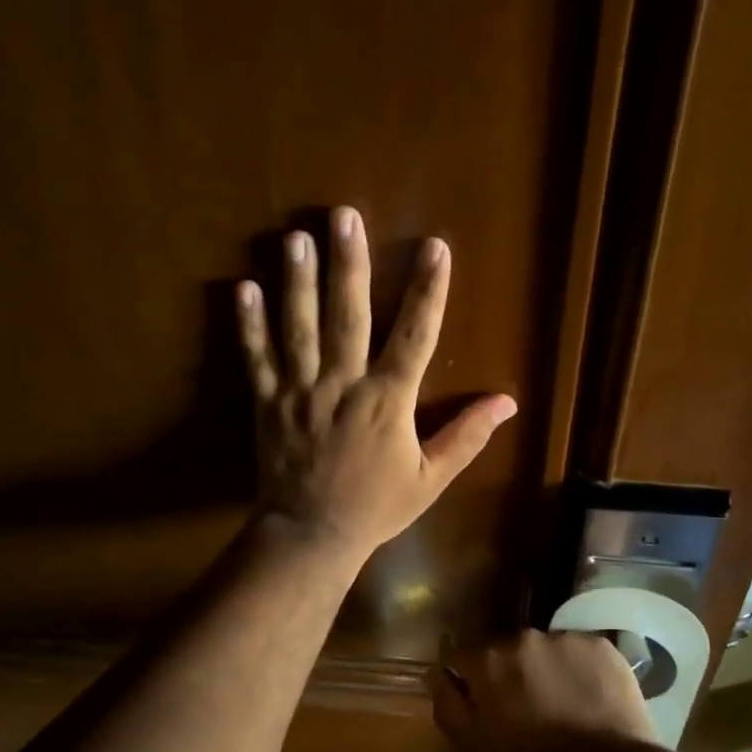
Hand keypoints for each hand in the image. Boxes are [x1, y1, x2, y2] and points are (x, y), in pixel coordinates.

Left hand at [238, 207, 516, 561]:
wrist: (311, 535)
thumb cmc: (375, 508)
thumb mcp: (431, 479)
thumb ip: (466, 437)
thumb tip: (507, 402)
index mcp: (387, 402)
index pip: (415, 336)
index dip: (428, 290)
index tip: (435, 247)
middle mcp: (343, 386)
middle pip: (348, 316)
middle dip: (349, 265)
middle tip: (344, 216)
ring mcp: (301, 393)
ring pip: (300, 329)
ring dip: (298, 281)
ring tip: (296, 236)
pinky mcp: (269, 404)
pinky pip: (257, 359)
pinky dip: (249, 325)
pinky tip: (243, 287)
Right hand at [433, 630, 657, 751]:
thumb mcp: (472, 747)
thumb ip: (446, 703)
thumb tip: (437, 674)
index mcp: (488, 660)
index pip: (461, 657)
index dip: (469, 683)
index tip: (483, 708)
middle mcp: (523, 637)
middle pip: (504, 652)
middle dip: (508, 675)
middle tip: (524, 712)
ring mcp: (565, 638)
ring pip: (542, 651)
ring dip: (543, 671)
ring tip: (560, 707)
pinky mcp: (601, 646)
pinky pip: (578, 653)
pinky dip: (578, 671)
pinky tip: (587, 700)